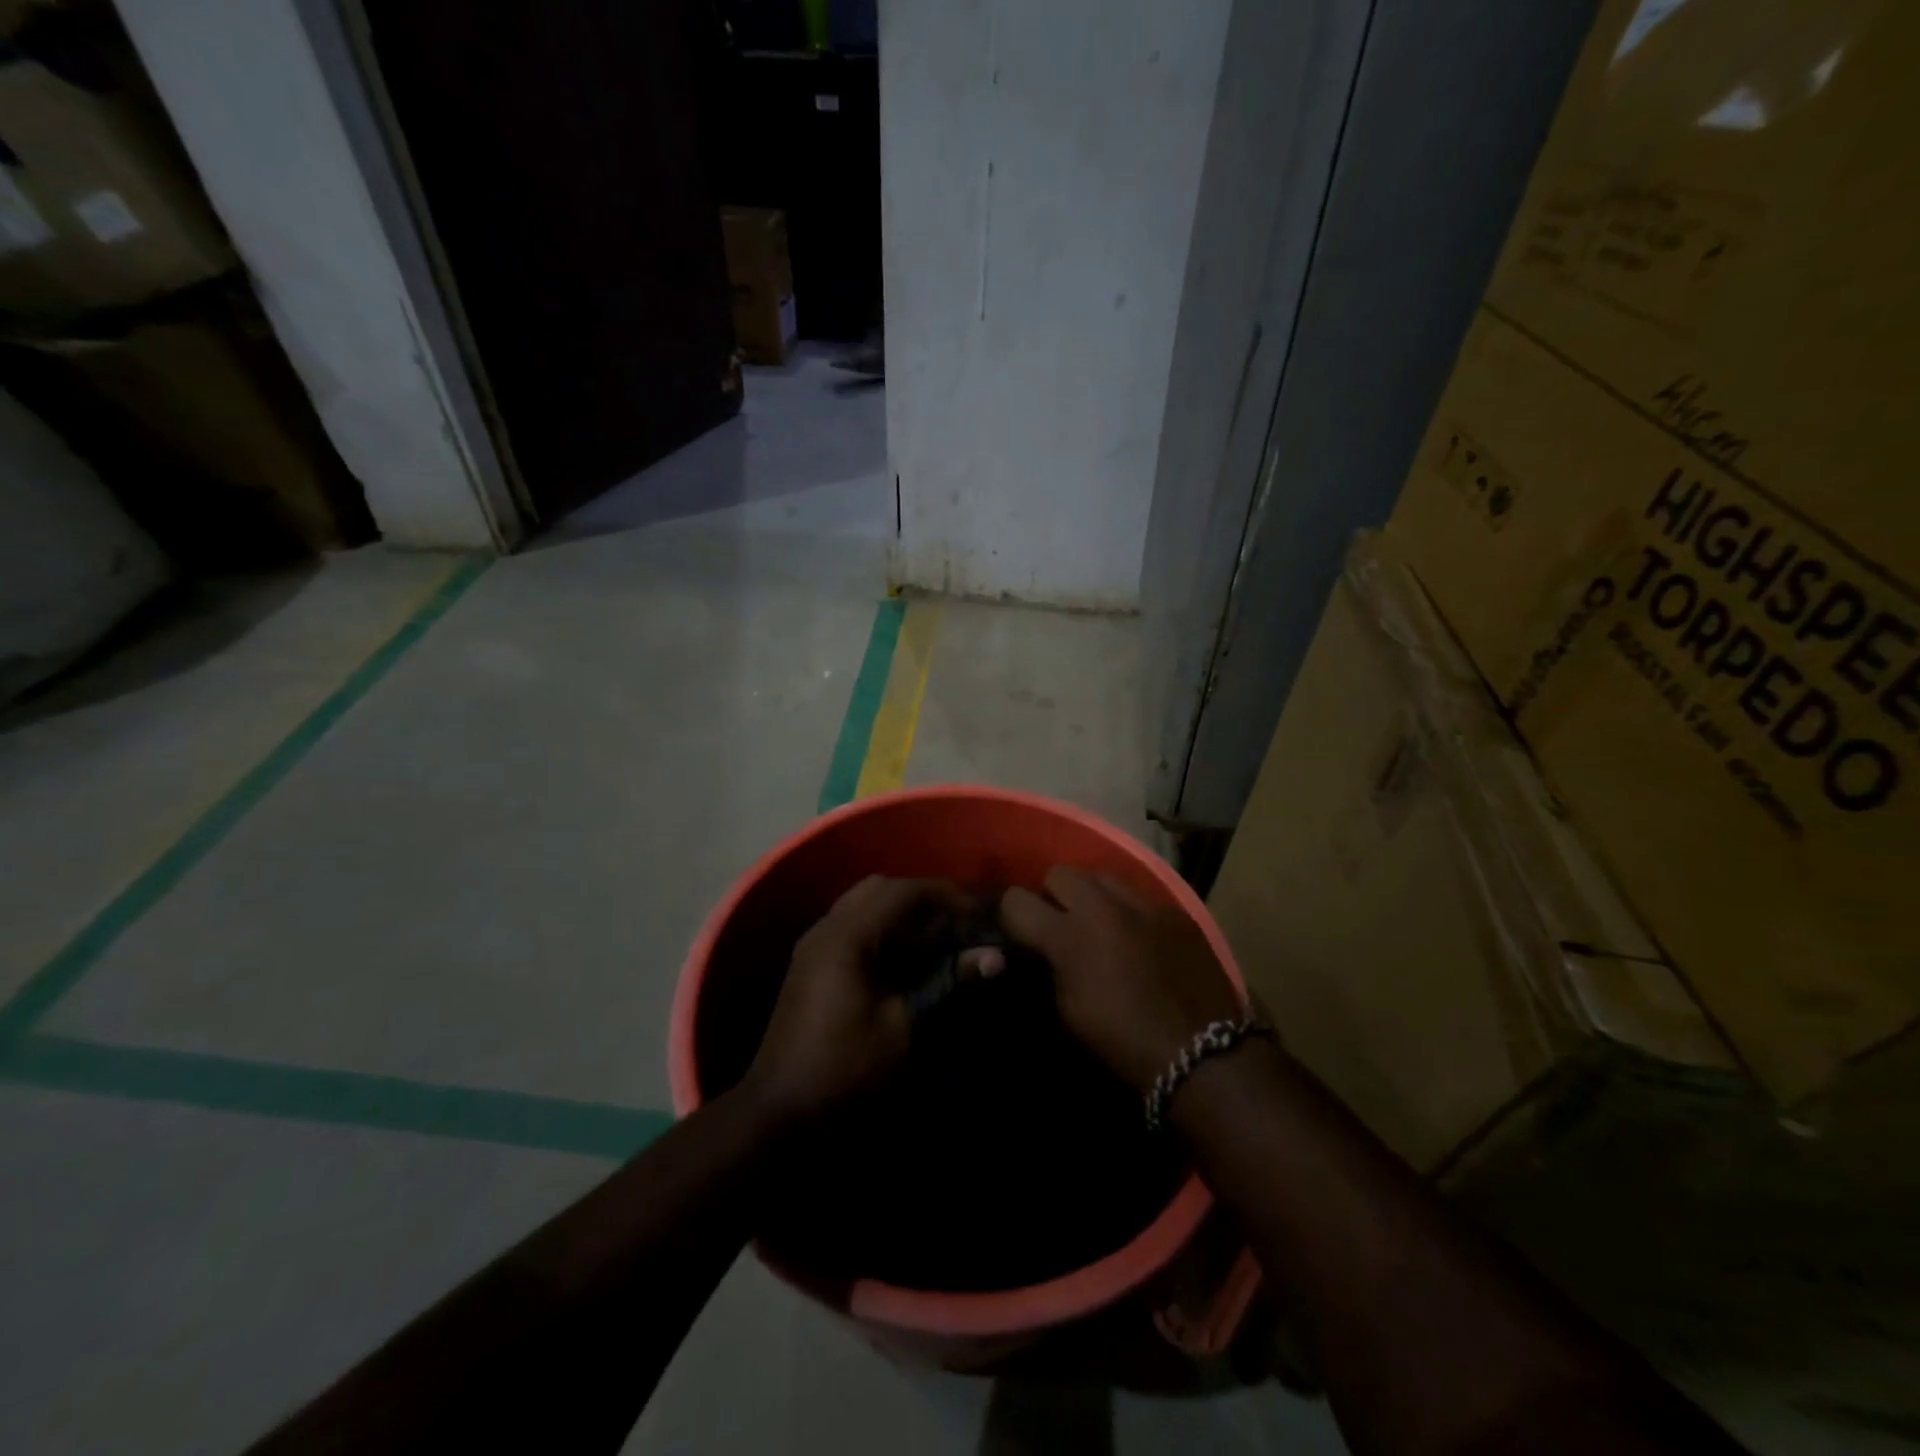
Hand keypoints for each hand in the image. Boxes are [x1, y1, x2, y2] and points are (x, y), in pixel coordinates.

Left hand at [742, 876, 1002, 1128]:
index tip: (977, 908)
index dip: (944, 893)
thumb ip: (947, 982)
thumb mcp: (903, 1027)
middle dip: (921, 897)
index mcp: (846, 936)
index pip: (901, 891)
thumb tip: (995, 958)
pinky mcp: (810, 964)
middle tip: (956, 919)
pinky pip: (851, 926)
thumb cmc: (845, 1069)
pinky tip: (905, 959)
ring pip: (862, 905)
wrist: (779, 1112)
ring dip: (900, 913)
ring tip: (936, 937)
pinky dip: (881, 929)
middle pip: (879, 889)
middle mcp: (826, 928)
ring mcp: (813, 945)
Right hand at [1001, 867, 1241, 1091]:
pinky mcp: (1175, 910)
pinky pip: (1139, 893)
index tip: (1020, 934)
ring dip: (1091, 894)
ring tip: (1100, 922)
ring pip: (1100, 874)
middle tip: (1061, 924)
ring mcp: (1144, 903)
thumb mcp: (1068, 1011)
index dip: (1012, 916)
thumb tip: (1040, 949)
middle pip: (1059, 872)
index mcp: (1069, 936)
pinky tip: (1138, 935)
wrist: (1201, 1054)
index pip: (1016, 900)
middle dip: (1052, 895)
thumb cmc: (1123, 1043)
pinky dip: (1129, 909)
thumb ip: (1048, 967)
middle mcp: (1103, 906)